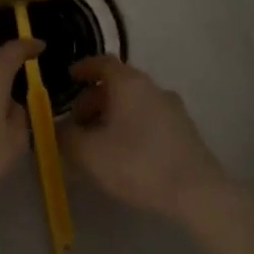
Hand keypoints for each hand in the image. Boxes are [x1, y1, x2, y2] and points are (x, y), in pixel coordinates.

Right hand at [62, 56, 228, 217]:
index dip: (83, 68)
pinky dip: (131, 126)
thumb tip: (57, 129)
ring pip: (134, 102)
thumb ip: (66, 138)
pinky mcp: (184, 130)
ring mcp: (172, 107)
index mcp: (128, 82)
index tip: (69, 78)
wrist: (197, 191)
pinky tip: (125, 154)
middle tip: (77, 124)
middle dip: (93, 100)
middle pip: (117, 83)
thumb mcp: (90, 153)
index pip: (102, 62)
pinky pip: (149, 118)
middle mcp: (152, 87)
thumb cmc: (138, 164)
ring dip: (112, 115)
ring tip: (98, 143)